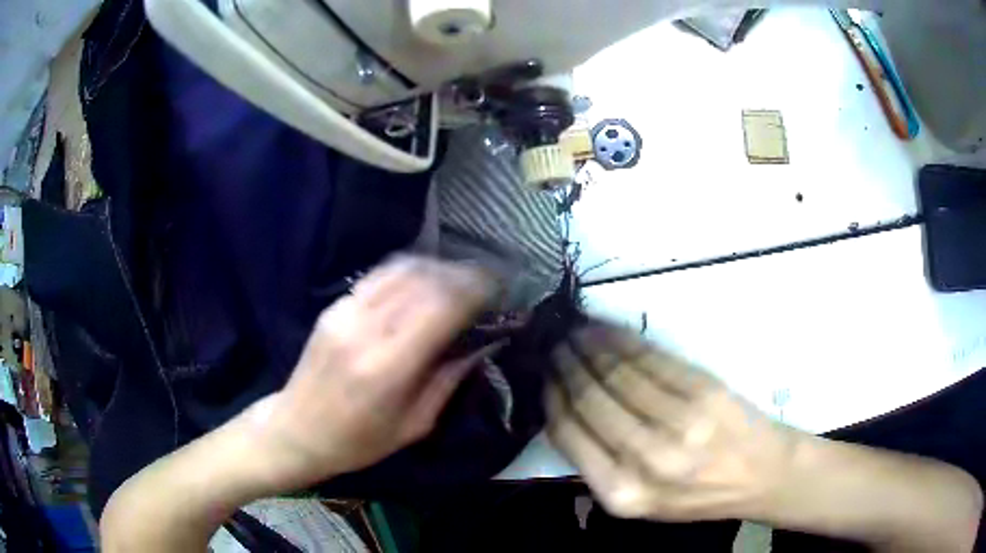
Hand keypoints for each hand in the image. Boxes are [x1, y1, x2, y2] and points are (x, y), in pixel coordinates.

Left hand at [243, 256, 494, 493]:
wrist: (296, 430)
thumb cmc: (358, 442)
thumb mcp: (413, 425)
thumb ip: (448, 380)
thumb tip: (481, 344)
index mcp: (387, 367)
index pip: (441, 307)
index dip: (475, 291)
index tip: (499, 291)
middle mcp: (365, 330)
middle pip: (424, 280)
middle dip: (463, 275)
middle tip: (487, 283)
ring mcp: (345, 312)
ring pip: (401, 269)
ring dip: (438, 268)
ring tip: (460, 279)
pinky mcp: (334, 306)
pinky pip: (379, 276)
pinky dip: (409, 271)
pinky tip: (424, 281)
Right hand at [546, 323, 799, 521]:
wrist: (760, 475)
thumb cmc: (697, 494)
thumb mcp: (641, 502)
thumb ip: (599, 467)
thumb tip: (565, 409)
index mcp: (621, 492)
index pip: (569, 433)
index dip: (552, 396)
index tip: (545, 374)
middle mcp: (646, 458)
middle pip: (591, 398)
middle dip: (567, 364)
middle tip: (555, 343)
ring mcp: (679, 421)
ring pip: (619, 372)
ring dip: (591, 345)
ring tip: (576, 331)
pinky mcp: (704, 391)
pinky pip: (652, 359)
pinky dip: (624, 339)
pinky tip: (608, 329)